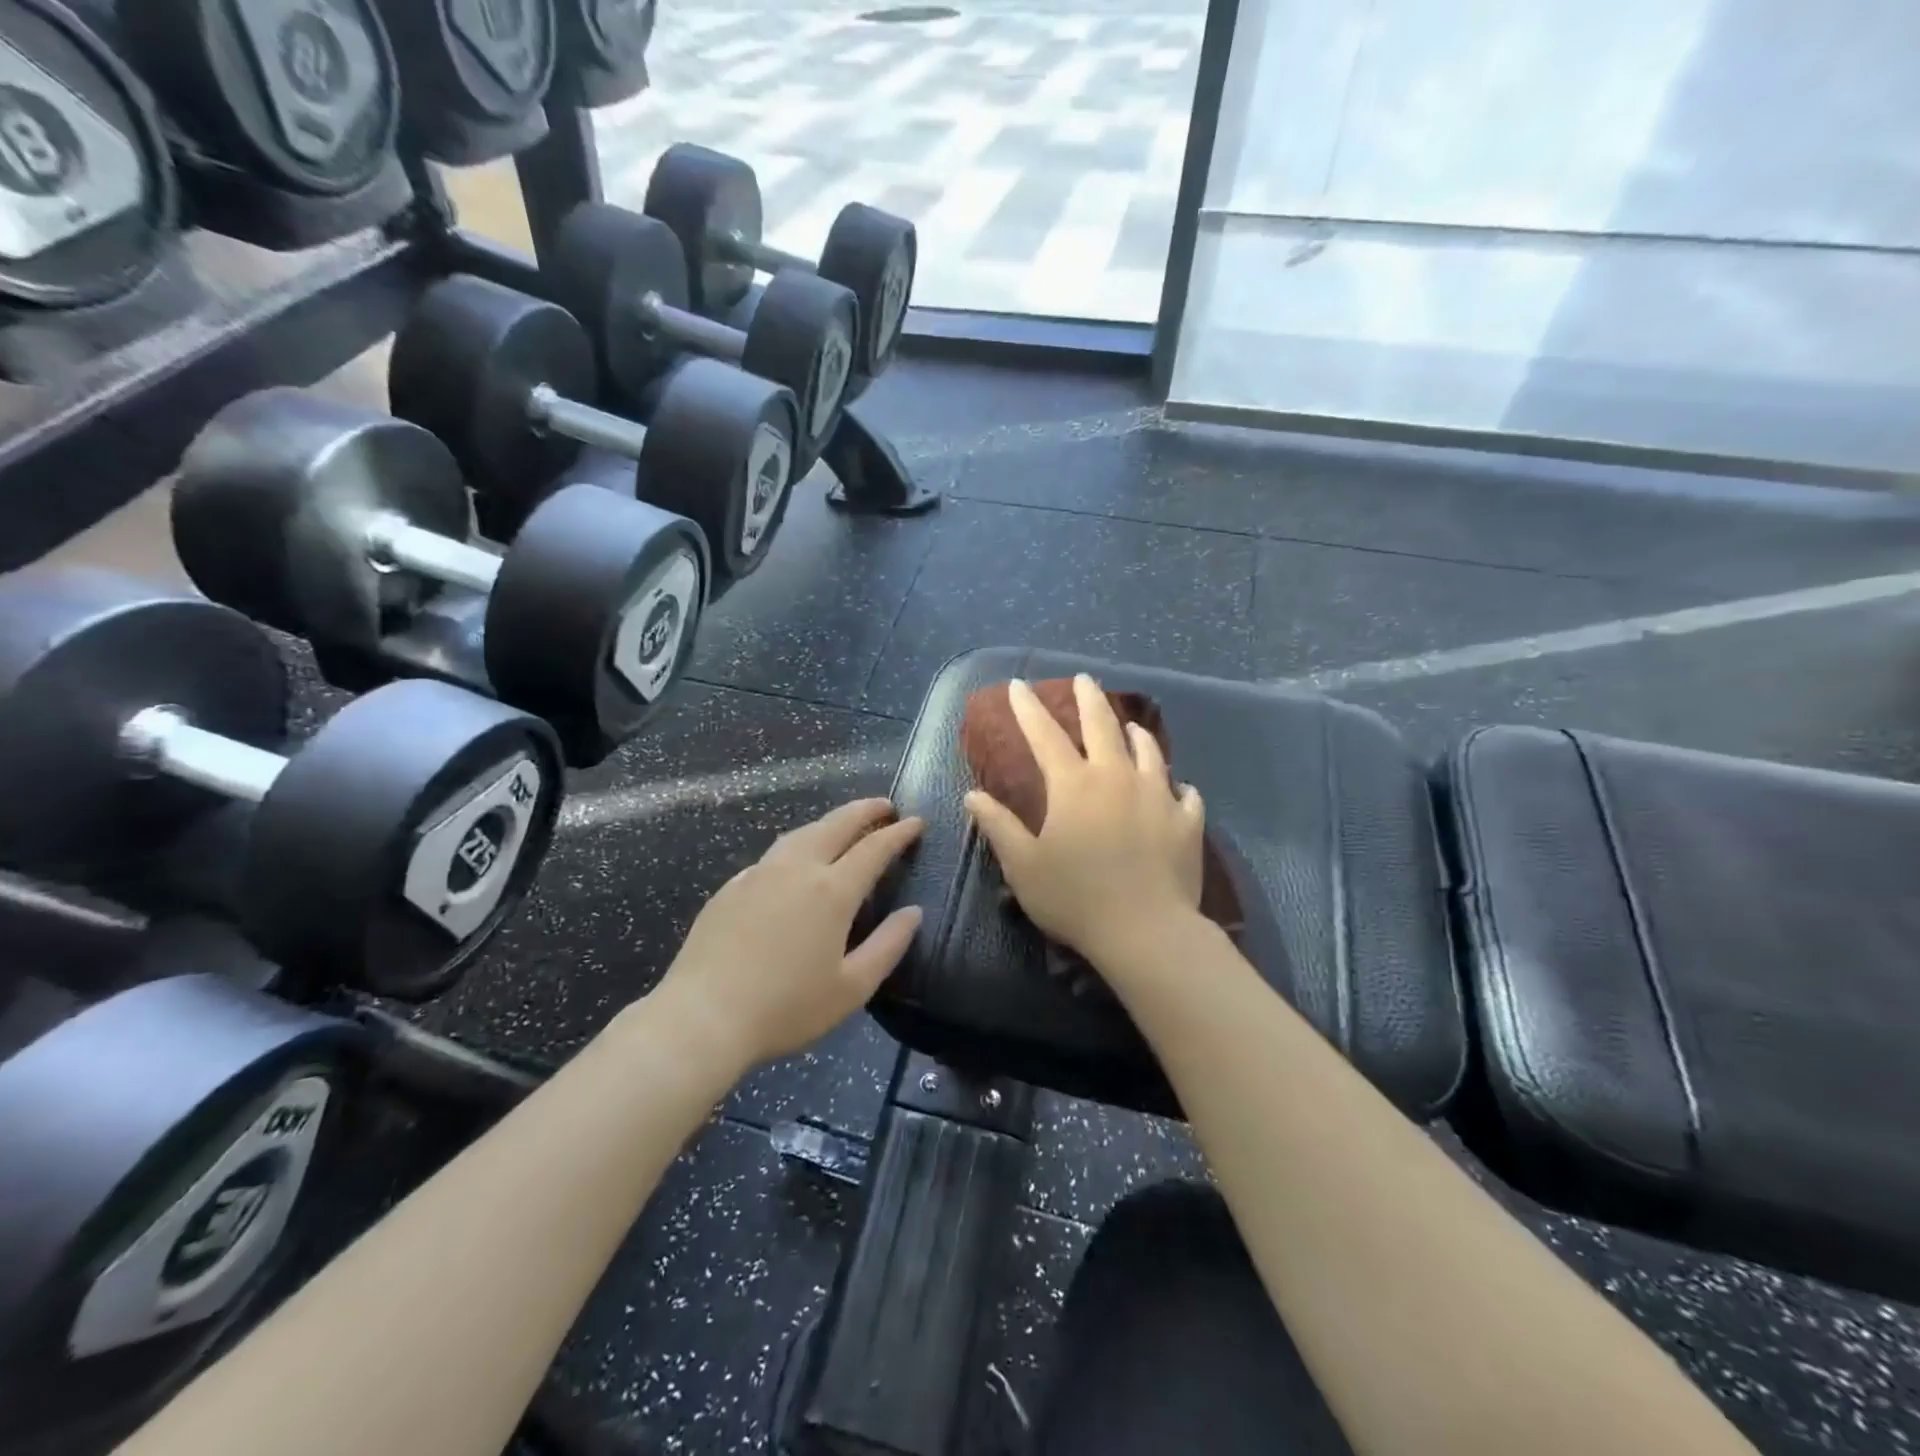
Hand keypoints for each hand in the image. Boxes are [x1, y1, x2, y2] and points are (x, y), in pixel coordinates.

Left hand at [653, 799, 924, 1070]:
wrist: (703, 1017)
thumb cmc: (786, 1008)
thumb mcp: (851, 988)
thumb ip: (888, 945)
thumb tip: (913, 912)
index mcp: (832, 891)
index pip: (874, 848)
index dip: (899, 833)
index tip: (917, 822)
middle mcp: (797, 869)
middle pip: (837, 824)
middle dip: (866, 810)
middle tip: (886, 806)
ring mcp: (759, 873)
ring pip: (802, 832)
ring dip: (830, 822)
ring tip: (845, 825)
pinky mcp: (732, 887)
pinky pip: (774, 854)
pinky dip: (798, 845)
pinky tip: (796, 862)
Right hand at [965, 675, 1204, 966]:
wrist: (1146, 932)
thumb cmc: (1076, 898)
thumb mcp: (1024, 866)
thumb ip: (998, 826)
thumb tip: (973, 795)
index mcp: (1074, 785)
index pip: (1045, 735)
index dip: (1028, 709)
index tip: (1019, 685)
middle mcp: (1117, 777)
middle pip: (1103, 726)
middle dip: (1089, 699)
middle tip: (1084, 679)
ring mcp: (1158, 796)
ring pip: (1148, 751)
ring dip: (1137, 734)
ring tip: (1132, 726)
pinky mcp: (1187, 821)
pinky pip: (1185, 794)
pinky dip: (1177, 787)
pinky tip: (1178, 788)